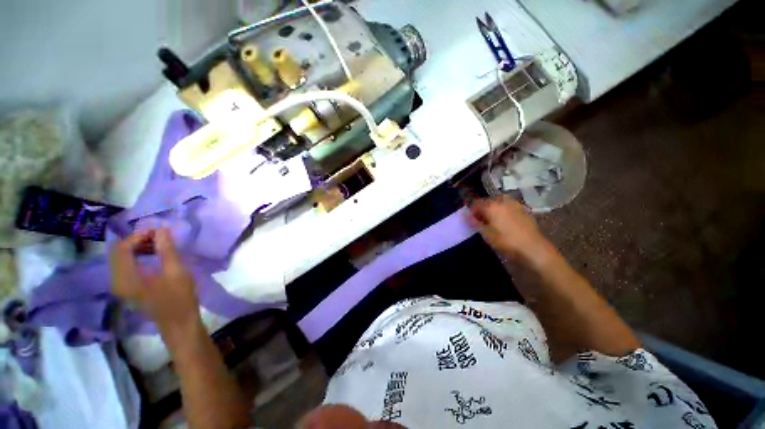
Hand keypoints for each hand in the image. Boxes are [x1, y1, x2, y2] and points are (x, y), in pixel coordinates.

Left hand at [109, 228, 200, 341]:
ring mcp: (121, 285)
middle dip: (138, 239)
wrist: (178, 323)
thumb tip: (161, 229)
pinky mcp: (128, 288)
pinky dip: (137, 256)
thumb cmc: (179, 297)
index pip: (123, 247)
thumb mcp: (176, 272)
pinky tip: (154, 256)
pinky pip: (126, 266)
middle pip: (118, 251)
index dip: (139, 235)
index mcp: (126, 277)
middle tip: (159, 236)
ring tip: (158, 244)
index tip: (159, 231)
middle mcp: (117, 280)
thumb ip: (166, 249)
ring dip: (138, 247)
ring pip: (121, 258)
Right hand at [468, 196, 550, 262]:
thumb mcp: (486, 234)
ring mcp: (515, 205)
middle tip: (481, 220)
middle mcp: (503, 202)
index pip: (477, 203)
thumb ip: (475, 223)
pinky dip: (504, 212)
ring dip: (494, 209)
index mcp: (492, 206)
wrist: (533, 248)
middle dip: (483, 209)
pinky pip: (509, 208)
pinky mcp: (524, 211)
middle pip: (488, 201)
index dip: (471, 210)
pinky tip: (505, 222)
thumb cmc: (506, 241)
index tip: (469, 219)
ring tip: (493, 221)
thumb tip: (464, 215)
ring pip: (500, 203)